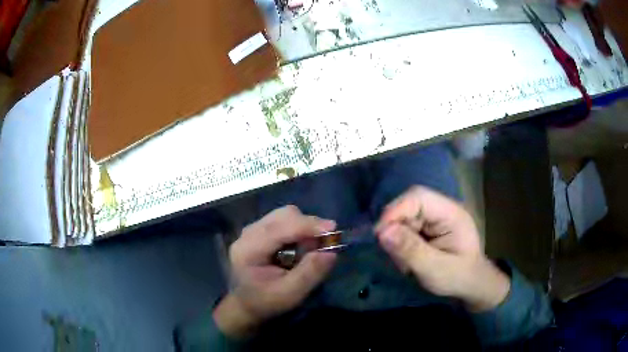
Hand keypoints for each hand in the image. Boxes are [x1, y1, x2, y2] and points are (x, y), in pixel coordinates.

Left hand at [213, 206, 336, 336]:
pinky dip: (298, 229)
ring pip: (285, 215)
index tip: (333, 229)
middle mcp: (248, 233)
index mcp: (249, 249)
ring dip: (304, 227)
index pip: (280, 227)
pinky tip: (301, 247)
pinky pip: (284, 221)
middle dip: (308, 225)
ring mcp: (253, 230)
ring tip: (312, 248)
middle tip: (325, 242)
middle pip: (283, 215)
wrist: (246, 305)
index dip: (307, 225)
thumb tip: (331, 252)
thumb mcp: (290, 294)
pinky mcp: (260, 231)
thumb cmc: (266, 302)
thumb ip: (310, 273)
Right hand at [375, 186, 509, 311]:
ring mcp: (435, 217)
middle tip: (391, 252)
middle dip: (395, 227)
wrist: (470, 284)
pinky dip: (401, 243)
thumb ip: (410, 250)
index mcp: (451, 213)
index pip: (418, 197)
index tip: (380, 234)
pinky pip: (406, 227)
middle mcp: (442, 209)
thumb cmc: (457, 277)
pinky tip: (408, 261)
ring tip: (405, 263)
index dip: (396, 210)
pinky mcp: (429, 227)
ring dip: (397, 238)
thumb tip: (382, 232)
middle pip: (408, 205)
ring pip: (404, 217)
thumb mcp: (434, 269)